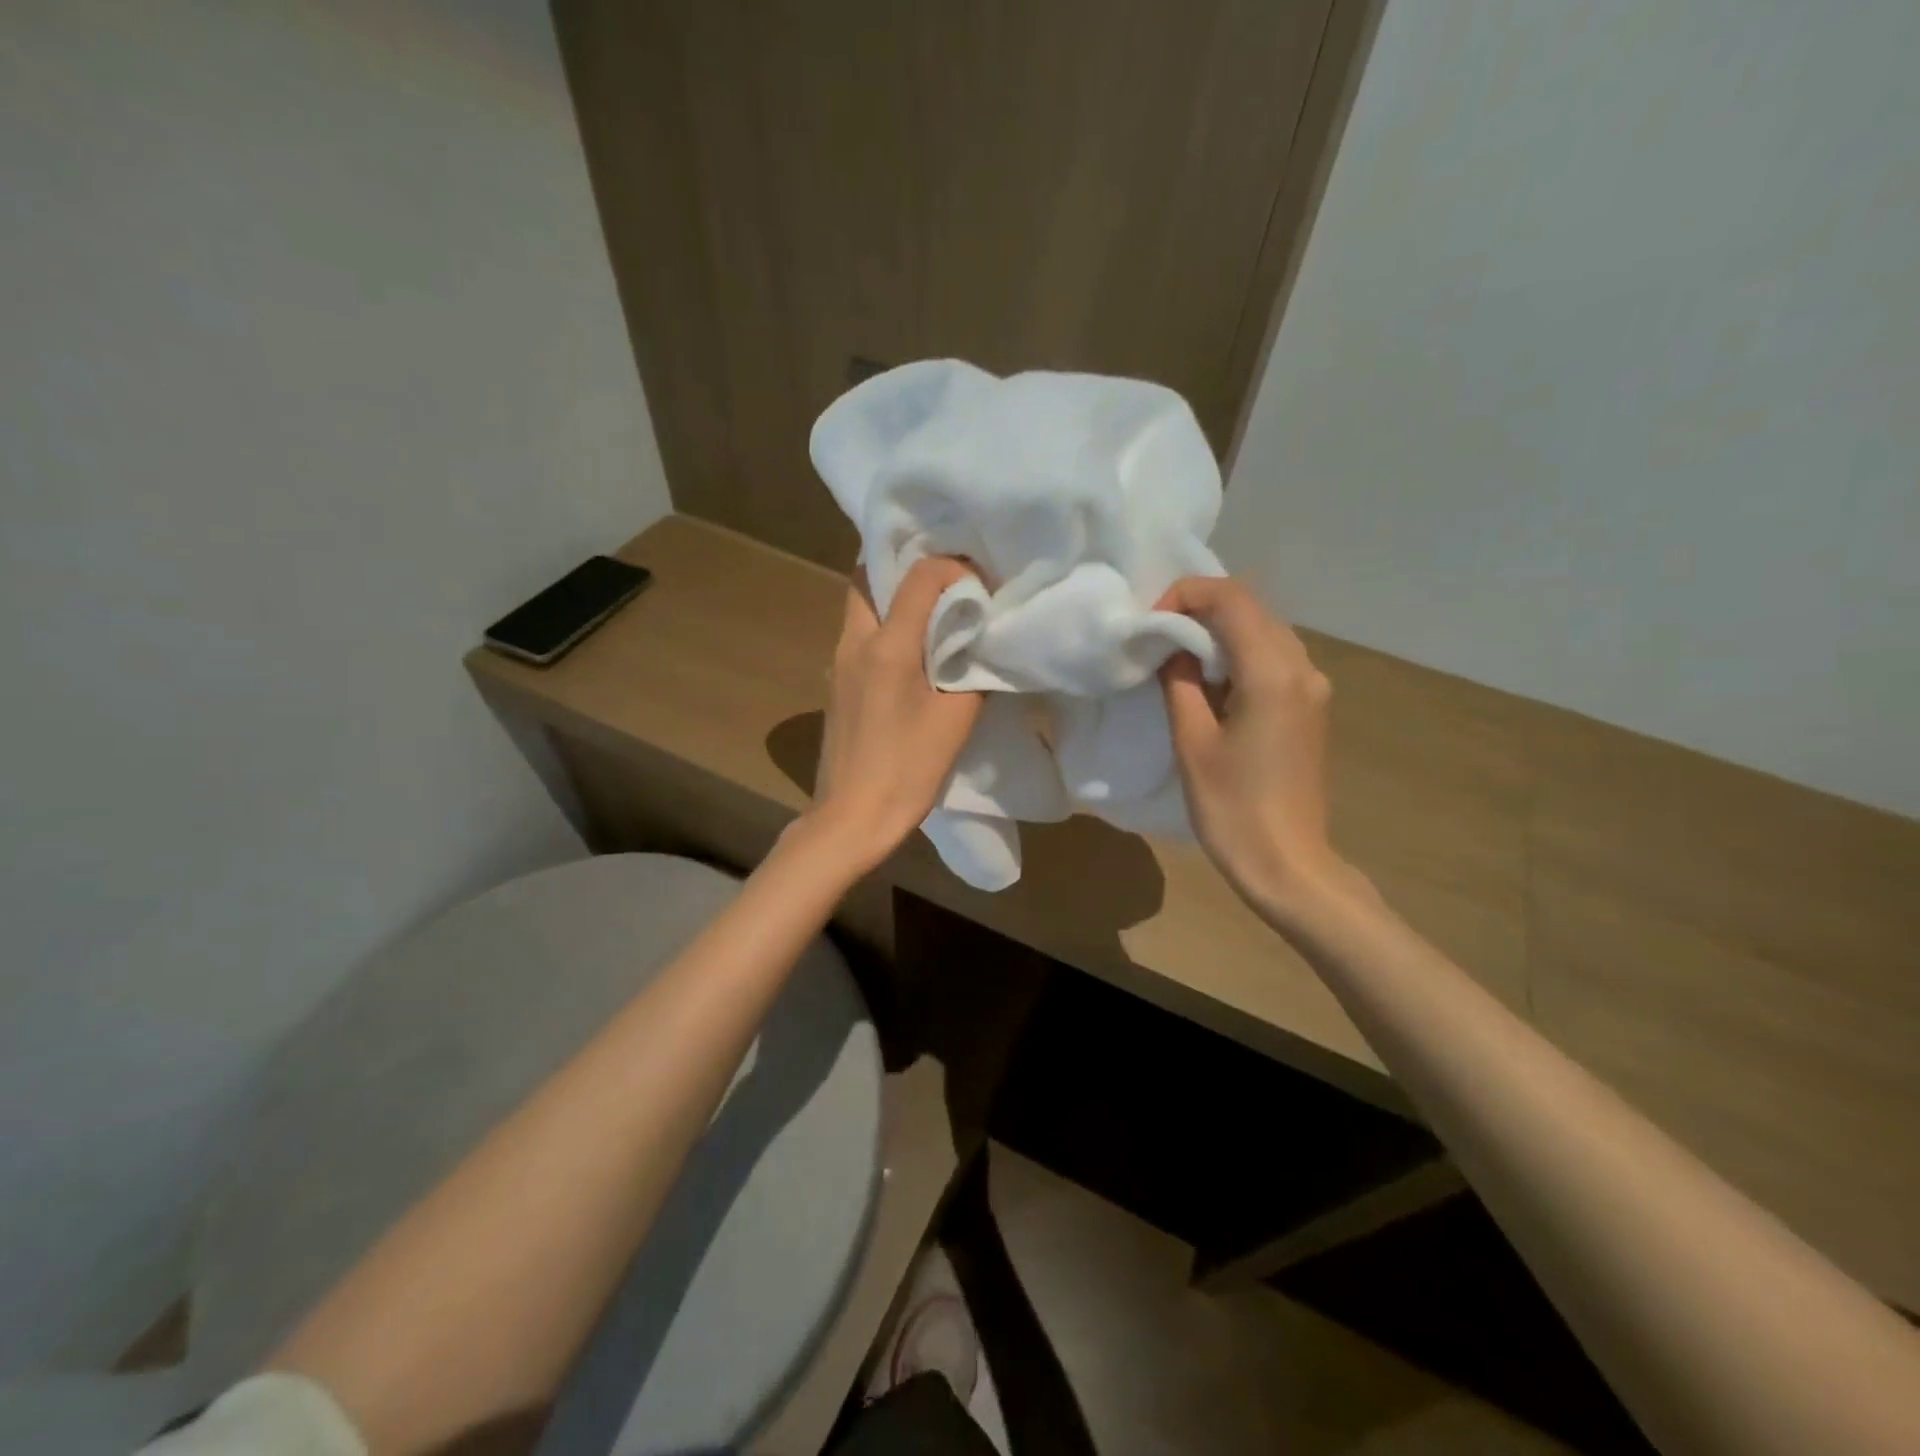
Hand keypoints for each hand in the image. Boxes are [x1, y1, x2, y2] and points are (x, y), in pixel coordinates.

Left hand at [807, 557, 983, 871]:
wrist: (852, 816)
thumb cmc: (907, 769)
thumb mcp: (955, 719)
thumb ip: (971, 669)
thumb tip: (977, 642)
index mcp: (887, 645)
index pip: (919, 576)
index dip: (954, 569)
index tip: (980, 588)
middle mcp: (854, 641)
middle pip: (867, 576)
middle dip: (906, 568)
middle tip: (944, 583)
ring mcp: (837, 663)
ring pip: (859, 604)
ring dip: (892, 596)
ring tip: (930, 612)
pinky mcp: (835, 684)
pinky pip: (858, 633)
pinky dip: (883, 623)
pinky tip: (910, 651)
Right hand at [1155, 576, 1353, 917]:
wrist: (1288, 863)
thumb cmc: (1233, 808)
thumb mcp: (1192, 742)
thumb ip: (1180, 682)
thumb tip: (1173, 649)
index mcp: (1273, 673)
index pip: (1231, 599)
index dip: (1186, 595)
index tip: (1151, 623)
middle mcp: (1303, 667)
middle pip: (1252, 607)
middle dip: (1200, 609)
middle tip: (1158, 636)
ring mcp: (1313, 686)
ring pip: (1264, 629)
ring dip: (1219, 630)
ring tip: (1177, 657)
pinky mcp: (1311, 705)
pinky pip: (1273, 656)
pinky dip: (1238, 653)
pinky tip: (1210, 680)